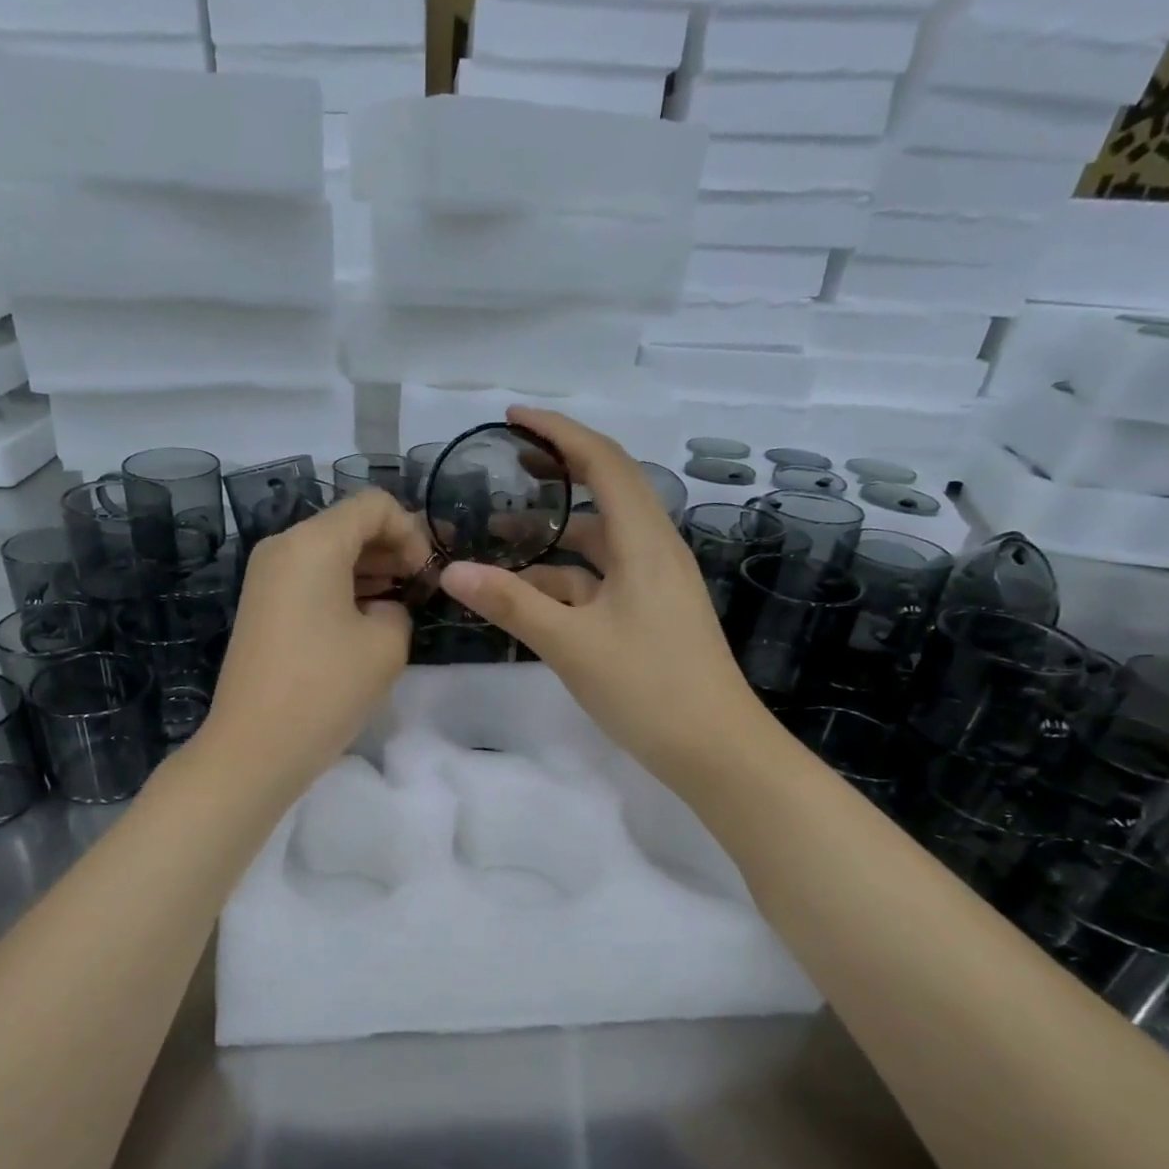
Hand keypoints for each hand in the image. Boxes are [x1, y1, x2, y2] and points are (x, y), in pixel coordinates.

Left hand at [198, 488, 432, 792]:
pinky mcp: (261, 606)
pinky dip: (341, 587)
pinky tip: (364, 619)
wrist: (254, 747)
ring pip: (328, 551)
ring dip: (368, 569)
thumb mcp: (386, 645)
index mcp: (313, 542)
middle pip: (347, 524)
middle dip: (391, 548)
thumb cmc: (326, 689)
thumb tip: (381, 609)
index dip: (411, 532)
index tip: (425, 576)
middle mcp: (283, 546)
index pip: (374, 505)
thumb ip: (398, 609)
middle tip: (420, 587)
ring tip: (398, 604)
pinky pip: (309, 578)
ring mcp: (266, 576)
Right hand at [438, 407, 763, 790]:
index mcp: (644, 542)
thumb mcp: (571, 644)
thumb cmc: (649, 689)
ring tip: (500, 532)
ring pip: (599, 539)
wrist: (716, 751)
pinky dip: (565, 575)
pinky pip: (602, 577)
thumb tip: (452, 571)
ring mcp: (655, 583)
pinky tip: (528, 591)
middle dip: (558, 470)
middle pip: (606, 490)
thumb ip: (512, 603)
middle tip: (509, 460)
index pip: (603, 462)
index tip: (513, 417)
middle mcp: (654, 550)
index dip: (559, 433)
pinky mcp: (650, 612)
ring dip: (554, 532)